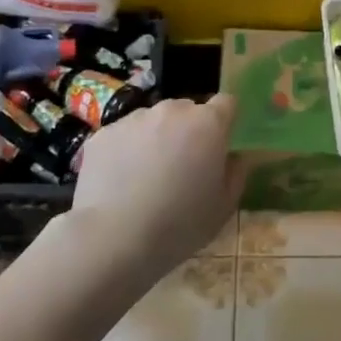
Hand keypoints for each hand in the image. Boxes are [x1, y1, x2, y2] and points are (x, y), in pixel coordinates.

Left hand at [68, 94, 239, 277]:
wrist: (114, 237)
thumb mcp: (223, 207)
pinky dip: (126, 150)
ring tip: (146, 177)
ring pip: (153, 120)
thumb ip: (236, 173)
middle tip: (182, 166)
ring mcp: (134, 118)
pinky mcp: (103, 133)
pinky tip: (120, 182)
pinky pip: (123, 135)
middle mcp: (172, 111)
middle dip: (188, 131)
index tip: (219, 145)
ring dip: (156, 138)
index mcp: (208, 124)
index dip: (224, 121)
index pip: (226, 103)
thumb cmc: (180, 225)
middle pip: (187, 110)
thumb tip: (234, 156)